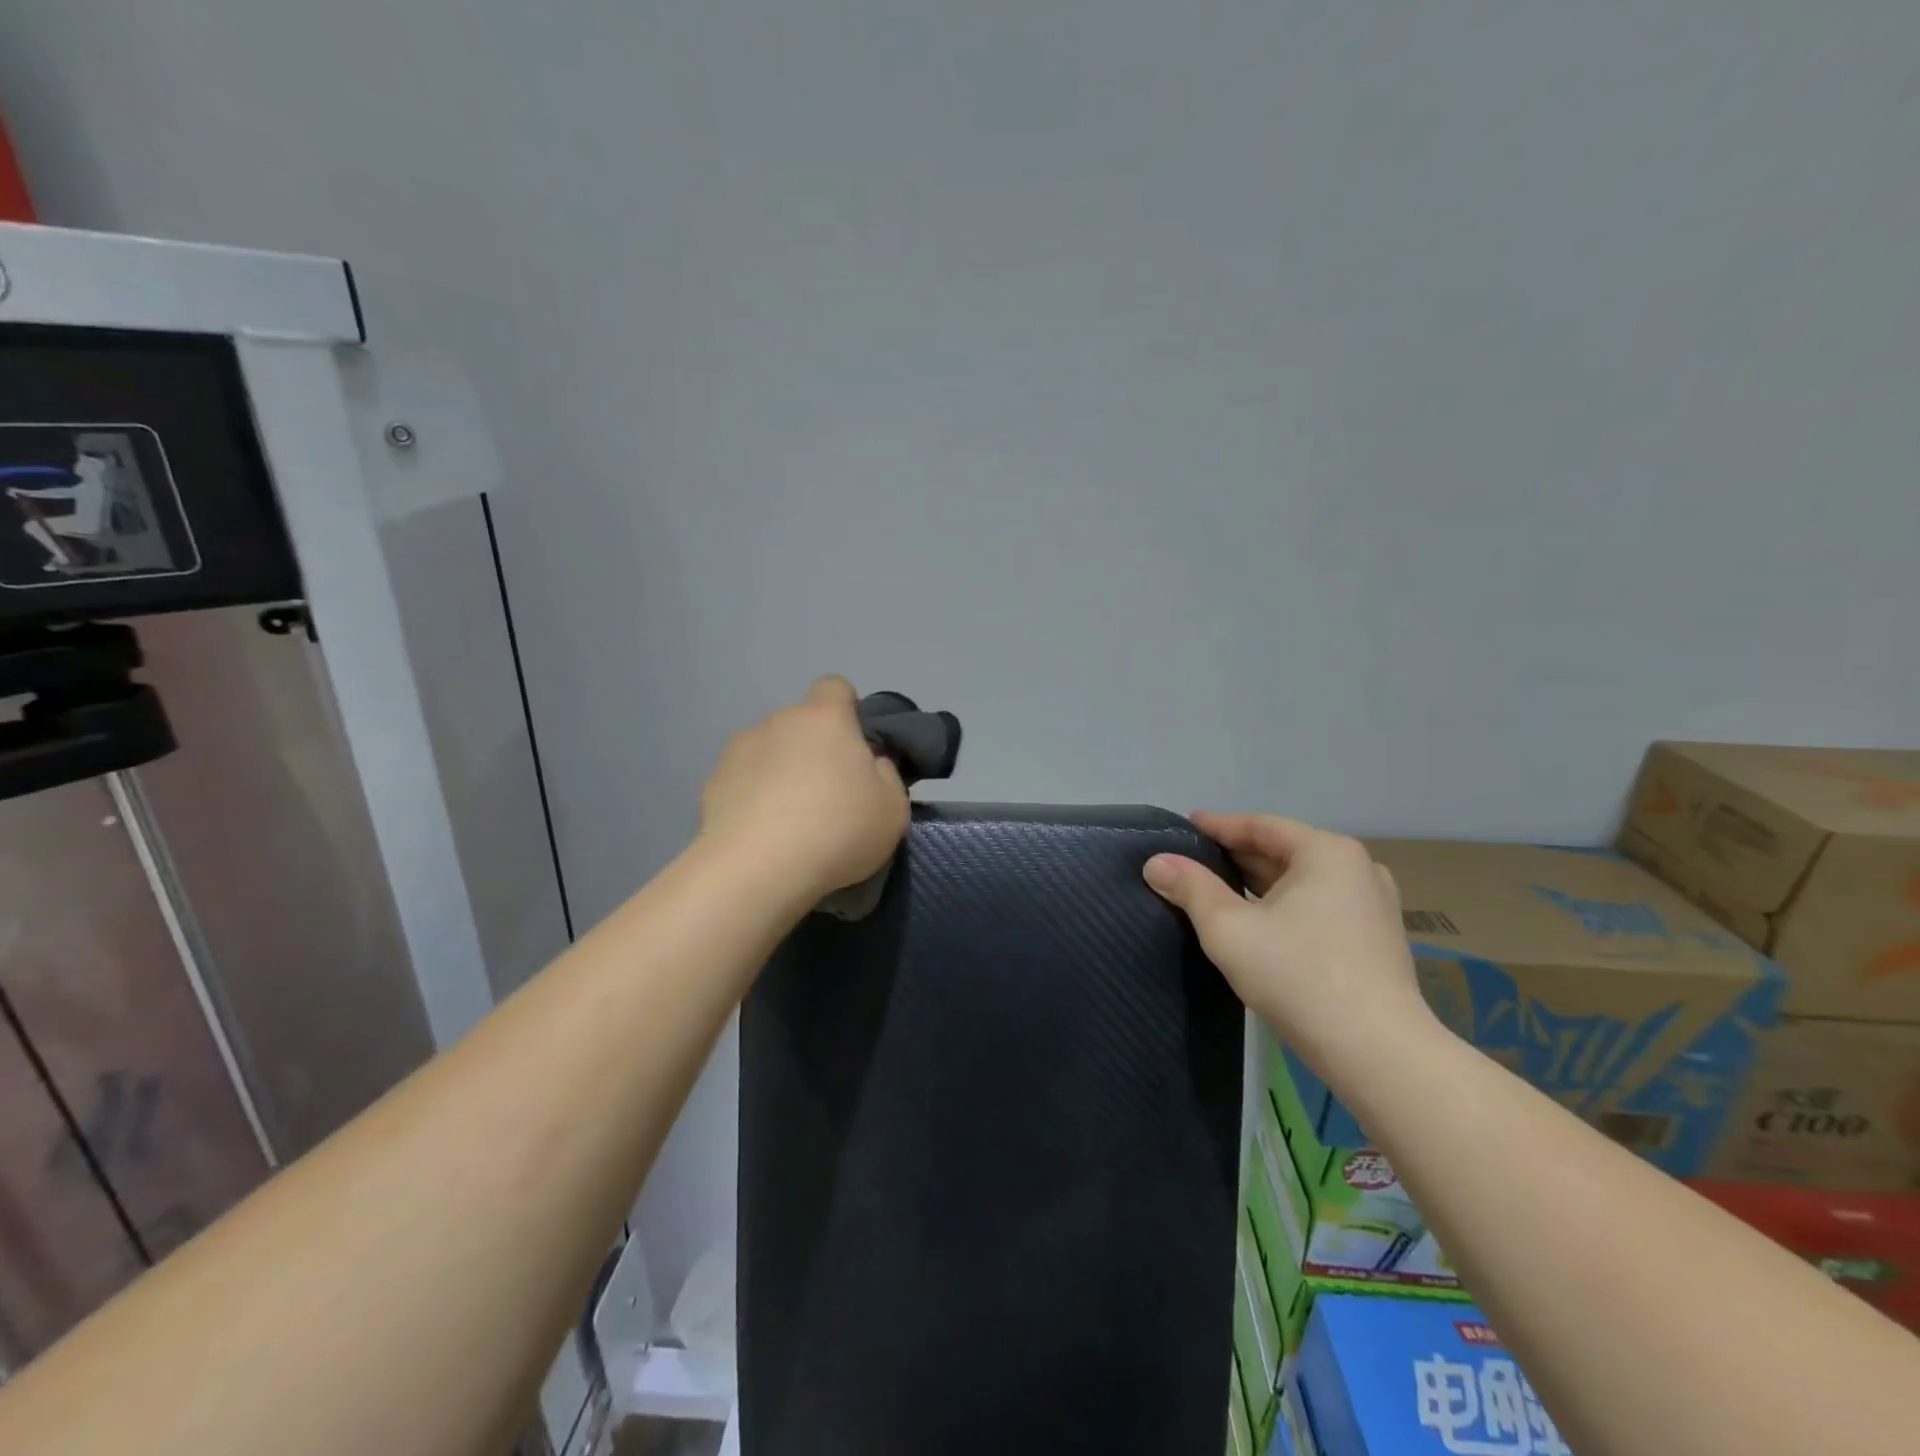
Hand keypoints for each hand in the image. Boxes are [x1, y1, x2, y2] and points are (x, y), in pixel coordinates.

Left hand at [700, 676, 909, 899]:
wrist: (757, 870)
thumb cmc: (837, 829)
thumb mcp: (892, 808)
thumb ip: (886, 774)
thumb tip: (870, 763)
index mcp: (825, 718)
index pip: (835, 687)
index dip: (848, 711)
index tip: (856, 749)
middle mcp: (778, 722)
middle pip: (801, 724)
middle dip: (814, 749)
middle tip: (830, 795)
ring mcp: (739, 750)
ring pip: (769, 751)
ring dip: (781, 772)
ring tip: (791, 820)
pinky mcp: (711, 783)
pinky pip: (742, 781)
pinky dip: (752, 799)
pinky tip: (762, 834)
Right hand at [1143, 813, 1435, 1070]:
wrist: (1377, 1054)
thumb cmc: (1299, 976)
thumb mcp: (1229, 929)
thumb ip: (1191, 889)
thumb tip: (1155, 863)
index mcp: (1327, 852)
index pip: (1261, 826)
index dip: (1218, 826)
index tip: (1185, 825)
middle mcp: (1358, 868)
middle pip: (1283, 851)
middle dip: (1236, 855)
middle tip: (1193, 859)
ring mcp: (1372, 905)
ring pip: (1301, 881)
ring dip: (1259, 883)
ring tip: (1217, 887)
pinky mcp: (1375, 939)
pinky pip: (1318, 905)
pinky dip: (1283, 904)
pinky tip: (1258, 919)